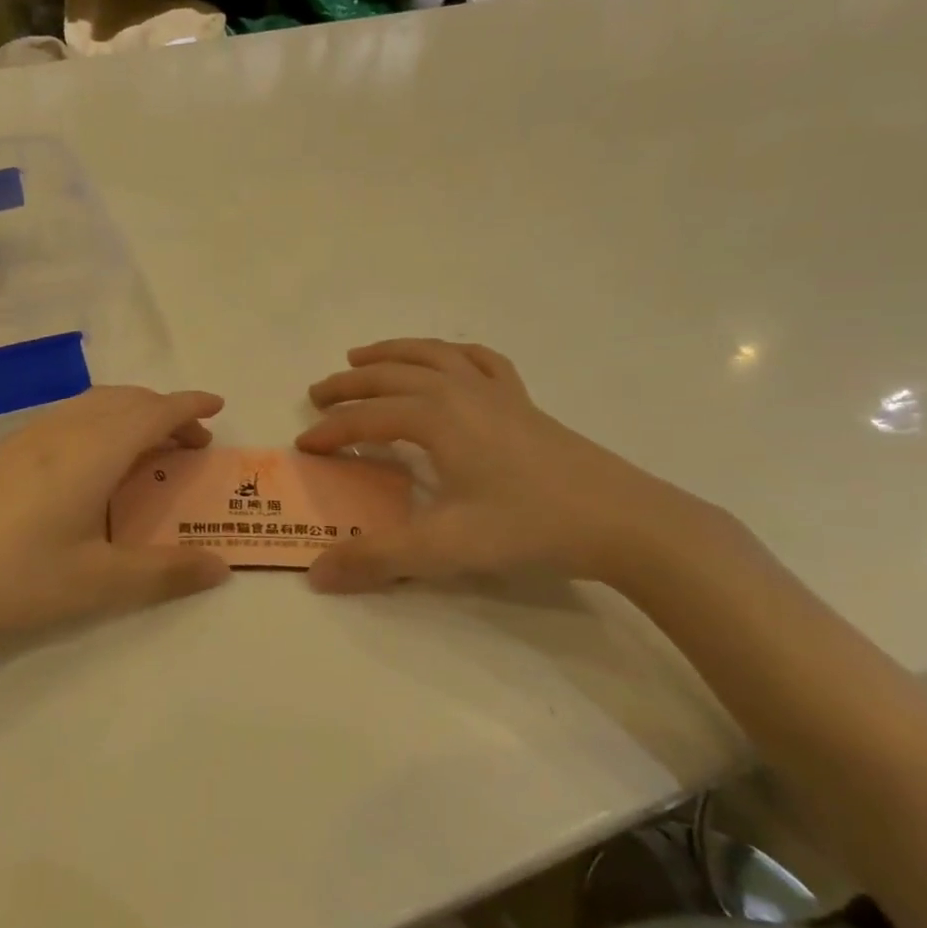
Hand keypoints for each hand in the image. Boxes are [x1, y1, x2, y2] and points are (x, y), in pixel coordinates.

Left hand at [0, 387, 230, 658]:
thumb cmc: (15, 581)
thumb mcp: (100, 583)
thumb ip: (165, 572)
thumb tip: (220, 566)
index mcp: (94, 449)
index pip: (155, 411)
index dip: (190, 406)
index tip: (218, 407)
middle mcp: (62, 429)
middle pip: (125, 400)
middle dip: (164, 411)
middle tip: (190, 443)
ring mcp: (25, 438)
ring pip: (92, 405)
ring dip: (129, 416)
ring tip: (146, 452)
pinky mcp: (0, 454)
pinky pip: (66, 419)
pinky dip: (98, 425)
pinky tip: (90, 467)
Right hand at [296, 339, 704, 593]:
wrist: (622, 520)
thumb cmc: (529, 526)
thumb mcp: (445, 548)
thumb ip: (378, 559)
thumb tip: (317, 574)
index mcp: (435, 417)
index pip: (367, 418)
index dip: (331, 431)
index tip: (304, 446)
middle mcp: (459, 391)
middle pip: (390, 376)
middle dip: (348, 384)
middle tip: (317, 394)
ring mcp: (495, 391)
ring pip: (431, 355)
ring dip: (391, 353)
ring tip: (362, 356)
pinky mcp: (523, 401)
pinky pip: (480, 360)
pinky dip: (452, 353)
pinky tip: (447, 360)